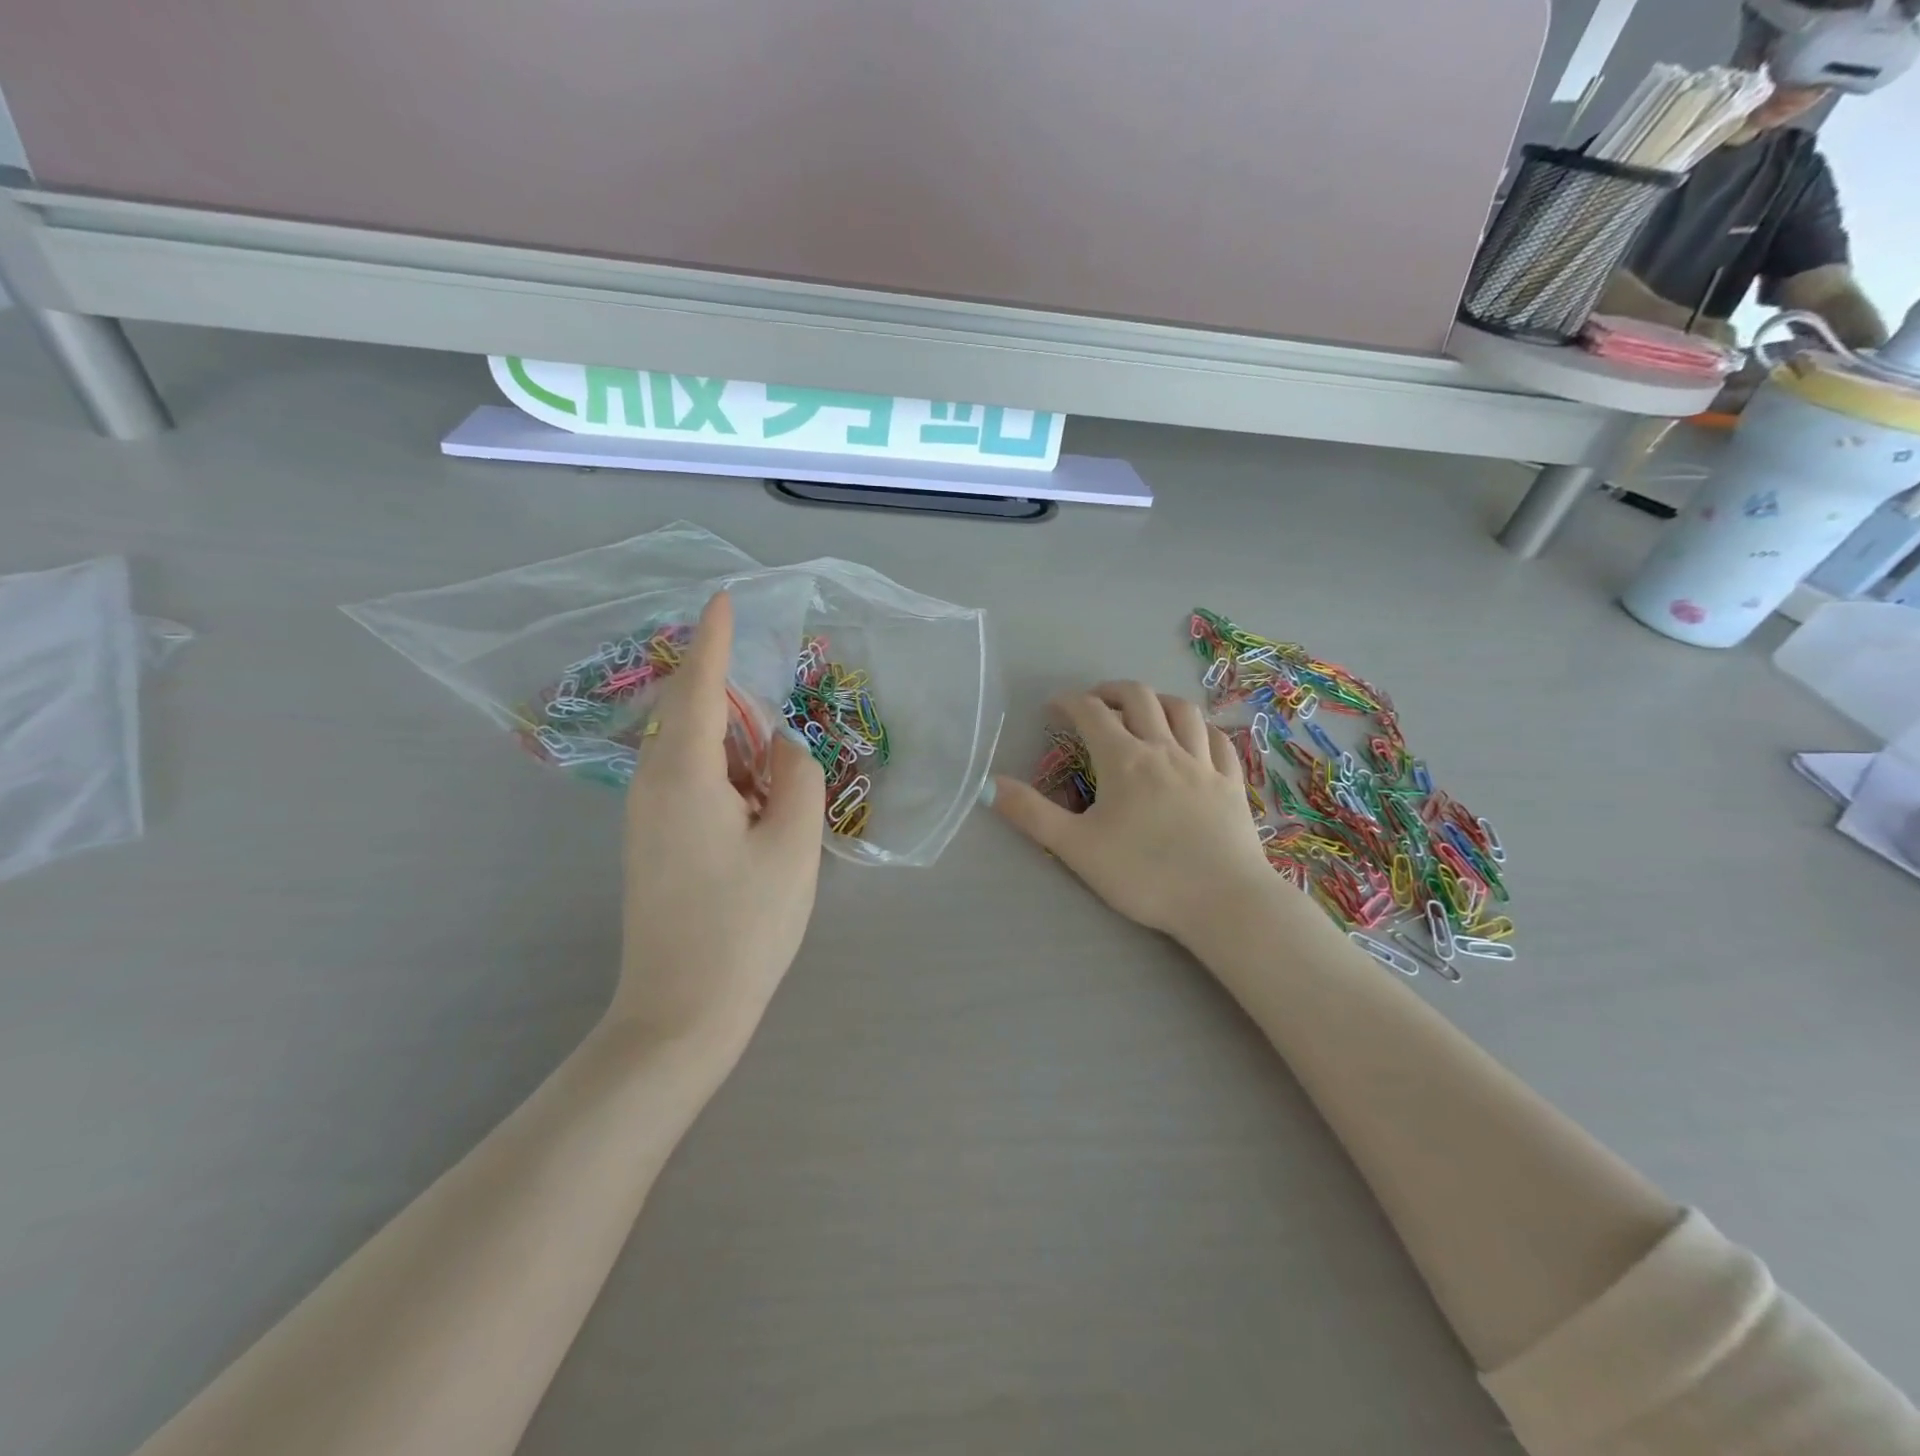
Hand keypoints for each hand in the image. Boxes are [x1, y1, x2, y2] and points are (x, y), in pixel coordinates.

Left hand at [612, 592, 824, 1054]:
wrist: (682, 1012)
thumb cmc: (745, 925)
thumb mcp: (794, 845)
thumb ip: (798, 777)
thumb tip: (784, 746)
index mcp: (686, 774)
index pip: (702, 686)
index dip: (715, 639)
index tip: (723, 599)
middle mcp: (653, 784)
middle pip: (690, 714)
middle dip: (732, 699)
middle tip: (778, 724)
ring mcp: (645, 815)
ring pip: (689, 750)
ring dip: (733, 747)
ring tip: (775, 785)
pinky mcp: (650, 841)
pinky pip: (686, 781)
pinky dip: (723, 775)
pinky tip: (755, 811)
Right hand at [989, 682, 1276, 946]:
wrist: (1222, 901)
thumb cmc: (1143, 875)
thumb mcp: (1076, 847)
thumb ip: (1031, 813)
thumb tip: (989, 785)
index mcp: (1125, 759)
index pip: (1091, 712)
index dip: (1069, 702)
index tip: (1053, 708)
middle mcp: (1165, 749)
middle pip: (1139, 698)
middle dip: (1111, 690)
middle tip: (1095, 701)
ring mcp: (1204, 764)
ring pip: (1183, 710)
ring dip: (1158, 700)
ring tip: (1144, 709)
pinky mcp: (1231, 783)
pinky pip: (1219, 740)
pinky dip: (1200, 727)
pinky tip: (1195, 736)